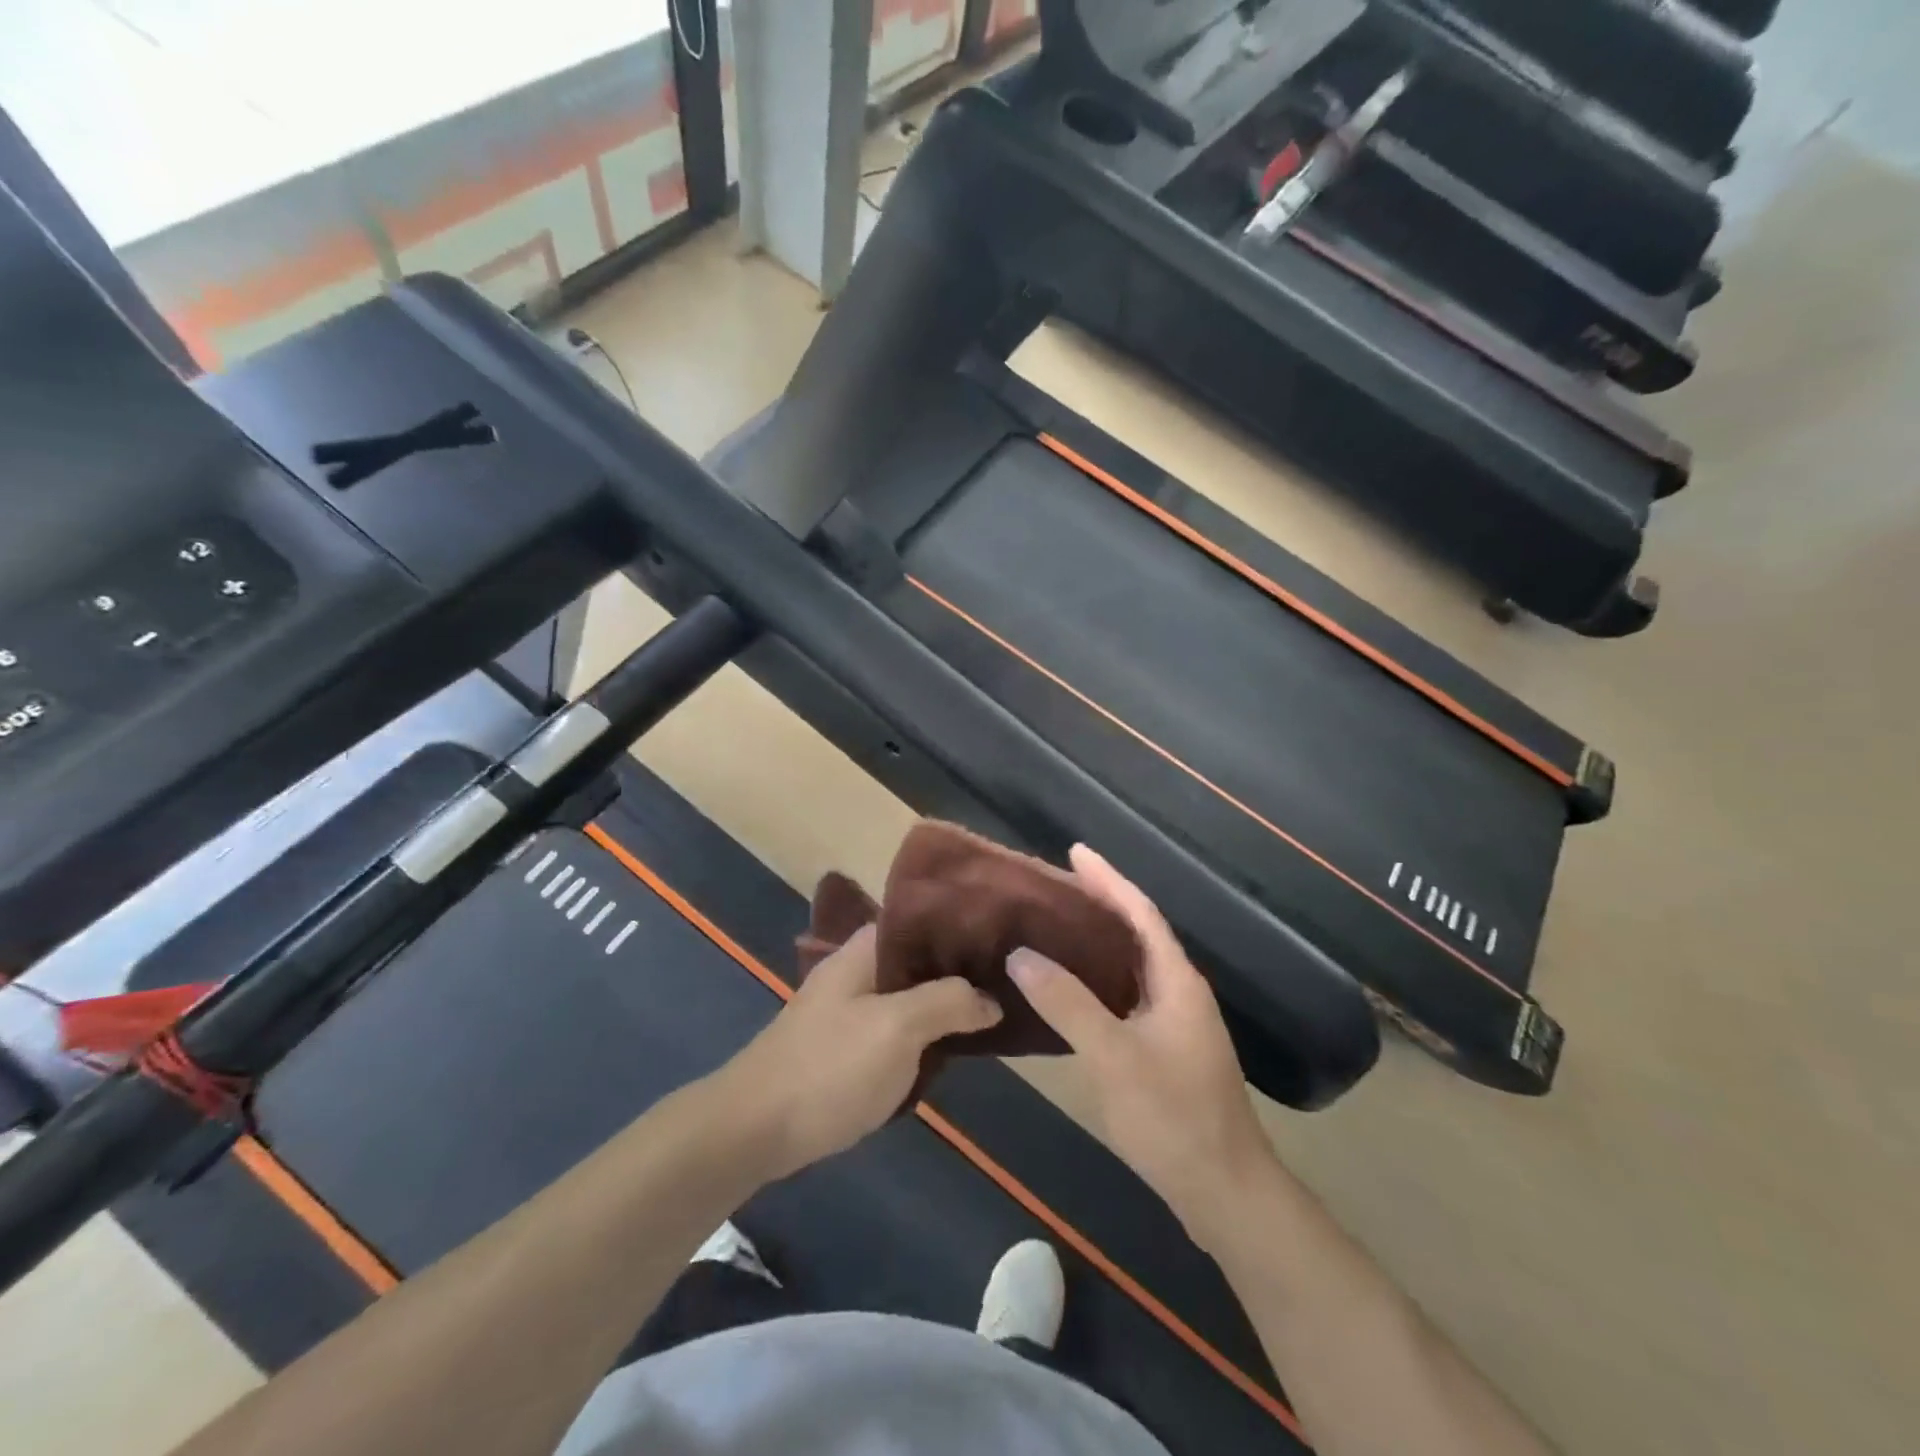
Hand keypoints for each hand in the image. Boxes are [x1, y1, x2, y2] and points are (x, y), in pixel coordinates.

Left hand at [717, 924, 1002, 1181]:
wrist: (755, 1130)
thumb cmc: (829, 1067)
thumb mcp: (897, 1027)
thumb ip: (948, 1002)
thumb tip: (991, 998)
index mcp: (864, 951)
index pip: (920, 919)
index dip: (960, 925)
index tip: (1002, 938)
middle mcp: (857, 972)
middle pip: (918, 959)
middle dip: (959, 969)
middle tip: (1008, 980)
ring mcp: (849, 1011)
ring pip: (909, 996)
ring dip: (944, 1004)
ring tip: (993, 1010)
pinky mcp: (846, 1048)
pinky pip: (896, 1029)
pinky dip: (924, 1034)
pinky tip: (952, 1047)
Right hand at [1007, 846, 1275, 1246]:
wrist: (1226, 1193)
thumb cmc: (1173, 1118)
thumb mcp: (1114, 1057)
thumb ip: (1068, 1003)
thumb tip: (1020, 954)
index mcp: (1176, 981)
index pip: (1140, 912)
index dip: (1108, 879)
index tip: (1074, 851)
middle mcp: (1180, 992)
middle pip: (1138, 932)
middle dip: (1101, 902)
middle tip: (1054, 885)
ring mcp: (1176, 1023)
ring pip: (1133, 965)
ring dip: (1099, 940)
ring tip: (1056, 925)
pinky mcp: (1167, 1050)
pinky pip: (1128, 994)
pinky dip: (1100, 978)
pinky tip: (1072, 988)